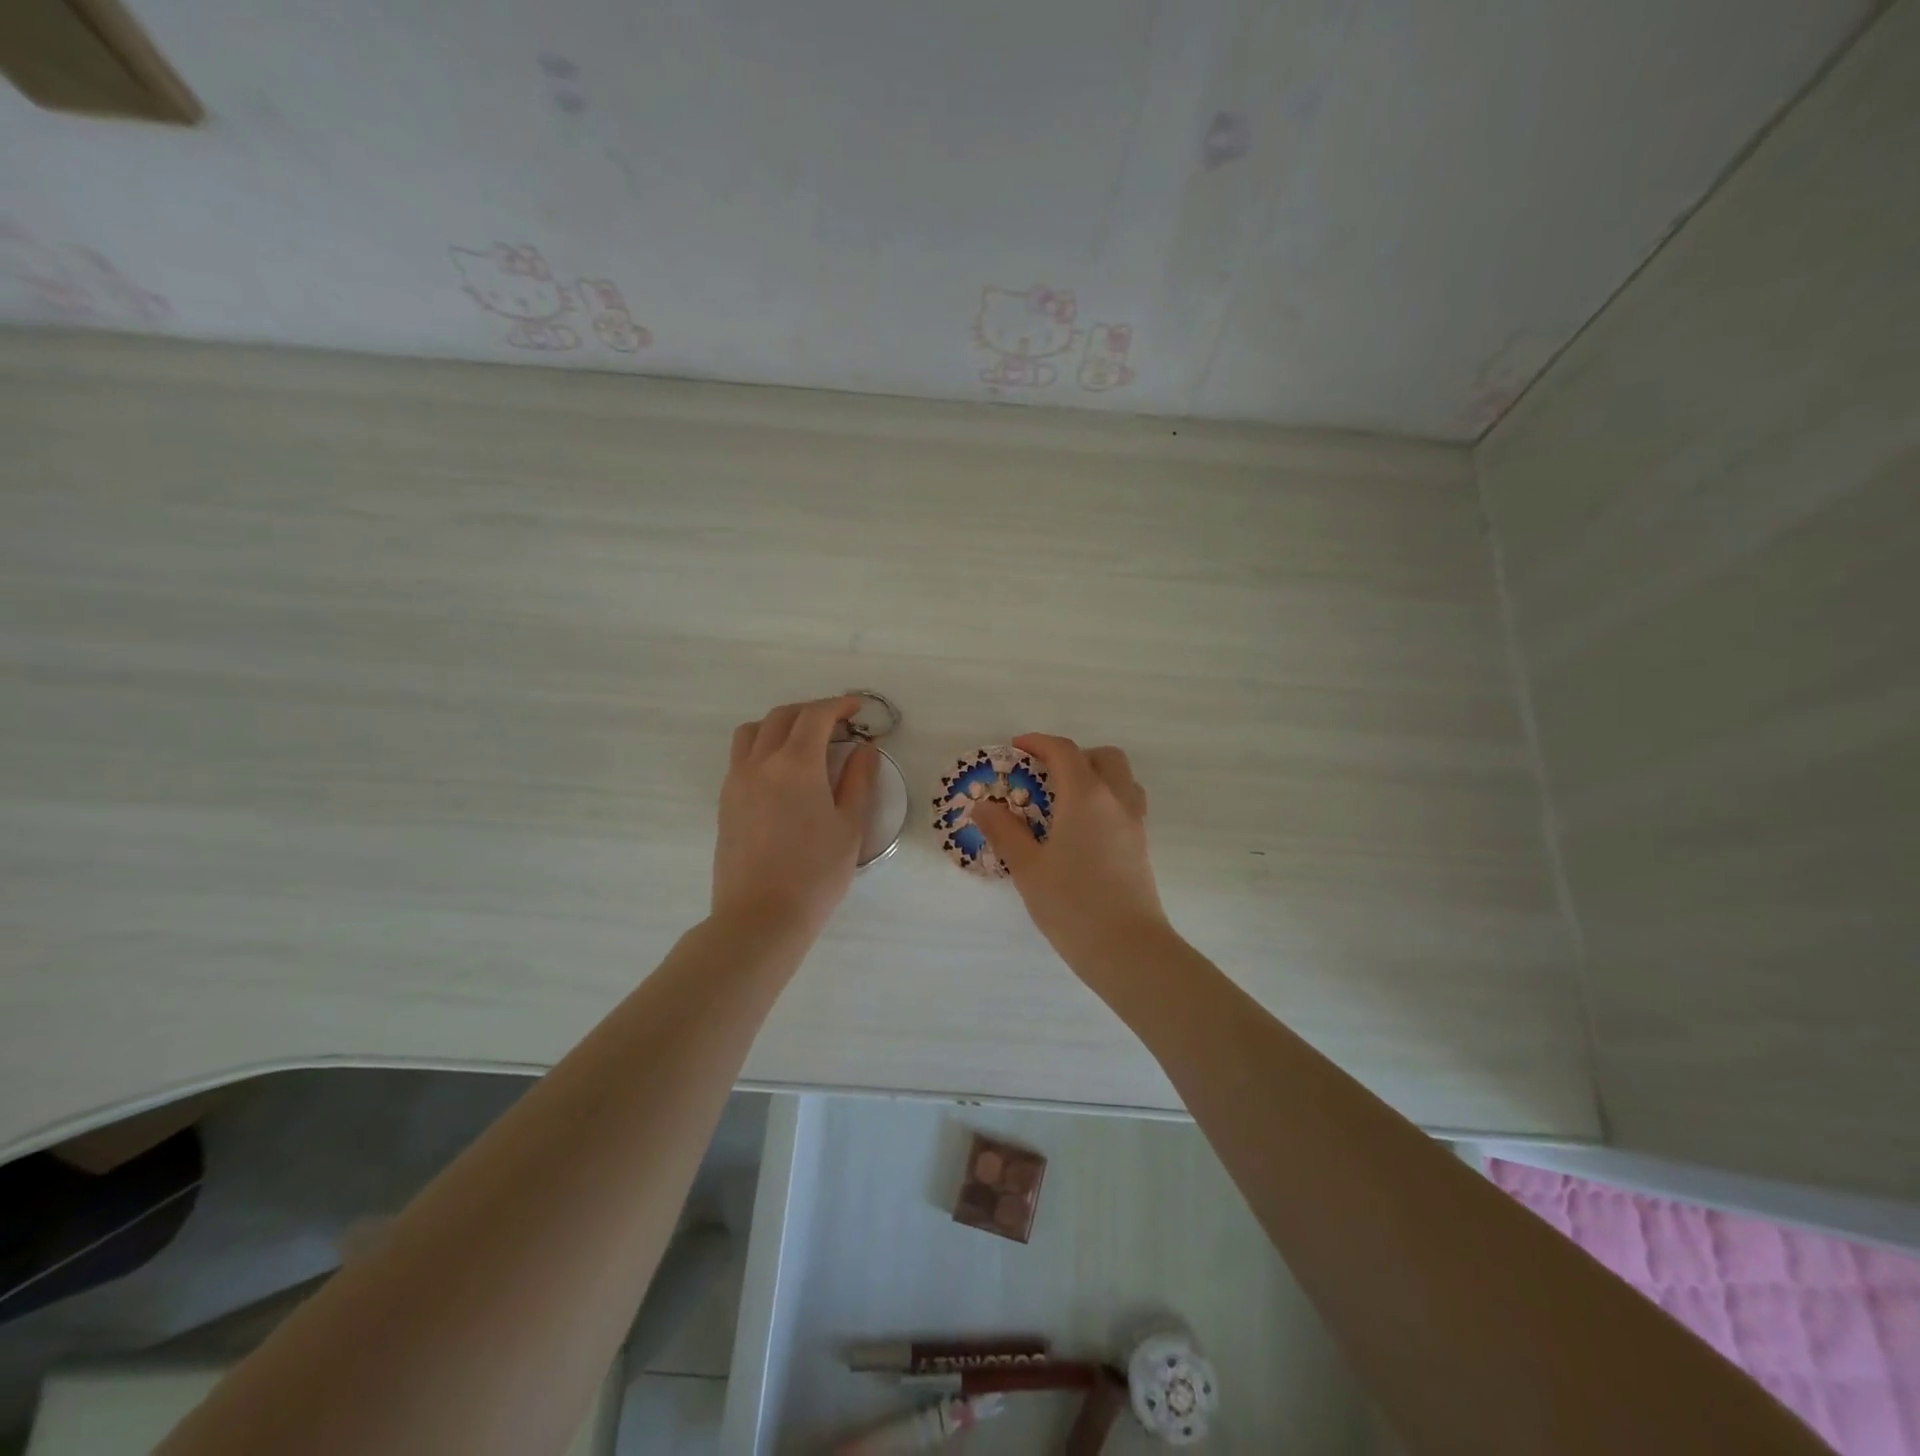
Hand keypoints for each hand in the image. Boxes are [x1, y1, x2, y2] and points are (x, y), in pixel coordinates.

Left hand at [712, 696, 878, 938]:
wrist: (761, 917)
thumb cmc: (816, 874)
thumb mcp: (850, 826)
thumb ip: (858, 780)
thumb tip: (864, 748)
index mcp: (796, 764)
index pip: (816, 716)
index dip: (839, 705)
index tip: (858, 708)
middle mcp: (761, 762)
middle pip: (783, 716)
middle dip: (812, 711)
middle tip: (837, 724)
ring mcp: (737, 780)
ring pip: (753, 731)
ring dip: (781, 724)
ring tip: (804, 742)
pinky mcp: (725, 801)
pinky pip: (741, 756)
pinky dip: (763, 746)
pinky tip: (782, 771)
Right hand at [972, 734, 1170, 968]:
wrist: (1128, 948)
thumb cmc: (1072, 904)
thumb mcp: (1028, 867)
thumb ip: (1004, 831)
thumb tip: (983, 805)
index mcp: (1086, 796)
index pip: (1064, 752)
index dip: (1039, 743)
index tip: (1016, 747)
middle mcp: (1116, 801)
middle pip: (1103, 757)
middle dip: (1073, 756)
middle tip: (1045, 775)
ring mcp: (1134, 824)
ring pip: (1122, 780)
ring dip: (1095, 776)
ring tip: (1065, 802)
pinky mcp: (1141, 847)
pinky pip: (1126, 805)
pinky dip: (1105, 801)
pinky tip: (1082, 832)